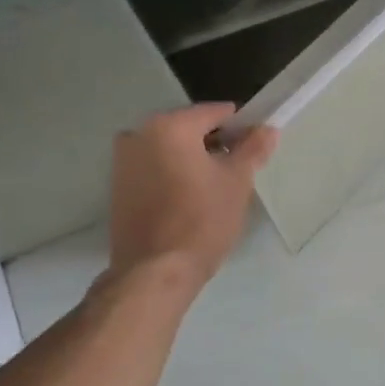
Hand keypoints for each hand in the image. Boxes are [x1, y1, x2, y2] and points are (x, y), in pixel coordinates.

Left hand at [108, 104, 277, 287]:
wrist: (155, 272)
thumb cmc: (201, 220)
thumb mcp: (237, 182)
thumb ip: (253, 149)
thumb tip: (268, 129)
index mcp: (169, 126)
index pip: (214, 113)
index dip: (240, 127)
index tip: (255, 147)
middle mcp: (139, 134)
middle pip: (189, 129)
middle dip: (214, 144)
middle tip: (238, 169)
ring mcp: (122, 161)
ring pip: (169, 150)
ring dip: (192, 160)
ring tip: (215, 188)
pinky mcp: (117, 187)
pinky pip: (154, 169)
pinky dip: (173, 175)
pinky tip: (190, 200)